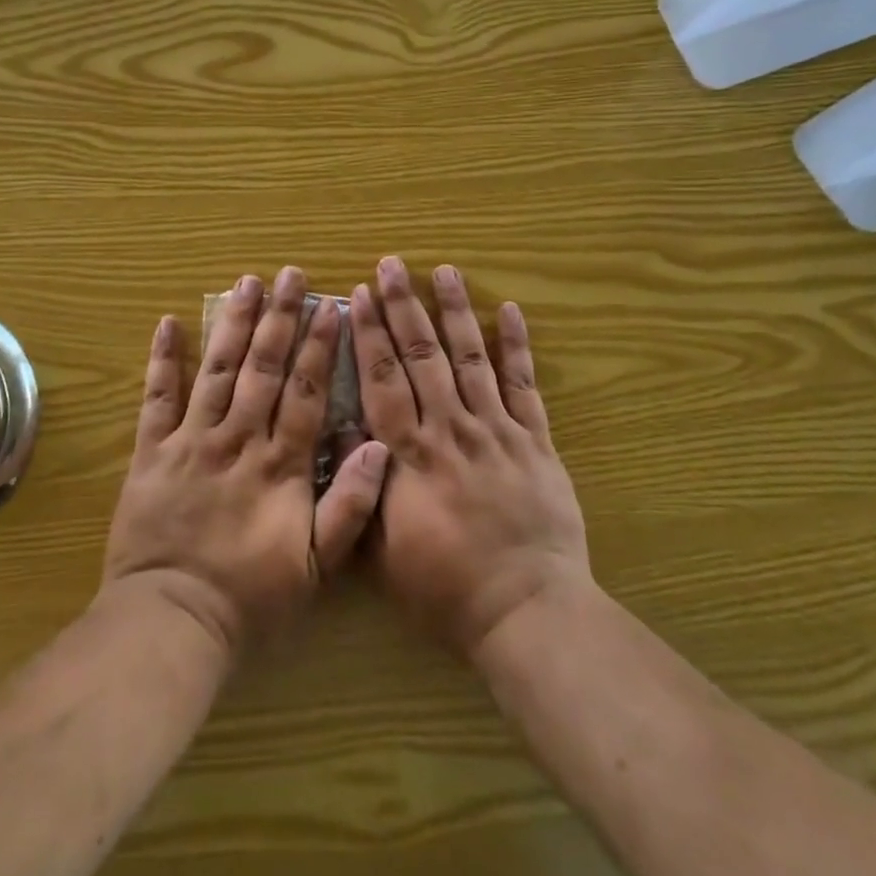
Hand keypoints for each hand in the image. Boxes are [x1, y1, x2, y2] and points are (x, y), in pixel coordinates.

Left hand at [102, 267, 391, 657]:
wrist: (173, 620)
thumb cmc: (252, 598)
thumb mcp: (317, 566)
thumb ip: (351, 505)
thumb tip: (380, 445)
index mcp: (281, 464)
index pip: (307, 392)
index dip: (320, 347)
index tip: (331, 306)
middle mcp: (239, 440)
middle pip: (263, 368)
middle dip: (280, 318)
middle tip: (290, 275)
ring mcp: (192, 441)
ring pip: (217, 371)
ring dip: (233, 323)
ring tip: (246, 283)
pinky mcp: (152, 451)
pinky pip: (157, 398)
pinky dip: (162, 360)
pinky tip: (167, 322)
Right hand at [351, 257, 591, 658]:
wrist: (525, 610)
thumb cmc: (444, 587)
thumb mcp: (382, 548)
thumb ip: (359, 486)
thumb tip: (340, 429)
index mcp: (411, 454)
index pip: (382, 380)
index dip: (369, 334)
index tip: (358, 295)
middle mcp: (451, 429)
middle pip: (422, 356)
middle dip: (403, 306)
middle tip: (391, 265)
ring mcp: (497, 430)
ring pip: (471, 358)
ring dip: (455, 311)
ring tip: (443, 271)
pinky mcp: (535, 440)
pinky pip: (524, 384)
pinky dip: (517, 345)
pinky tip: (510, 309)